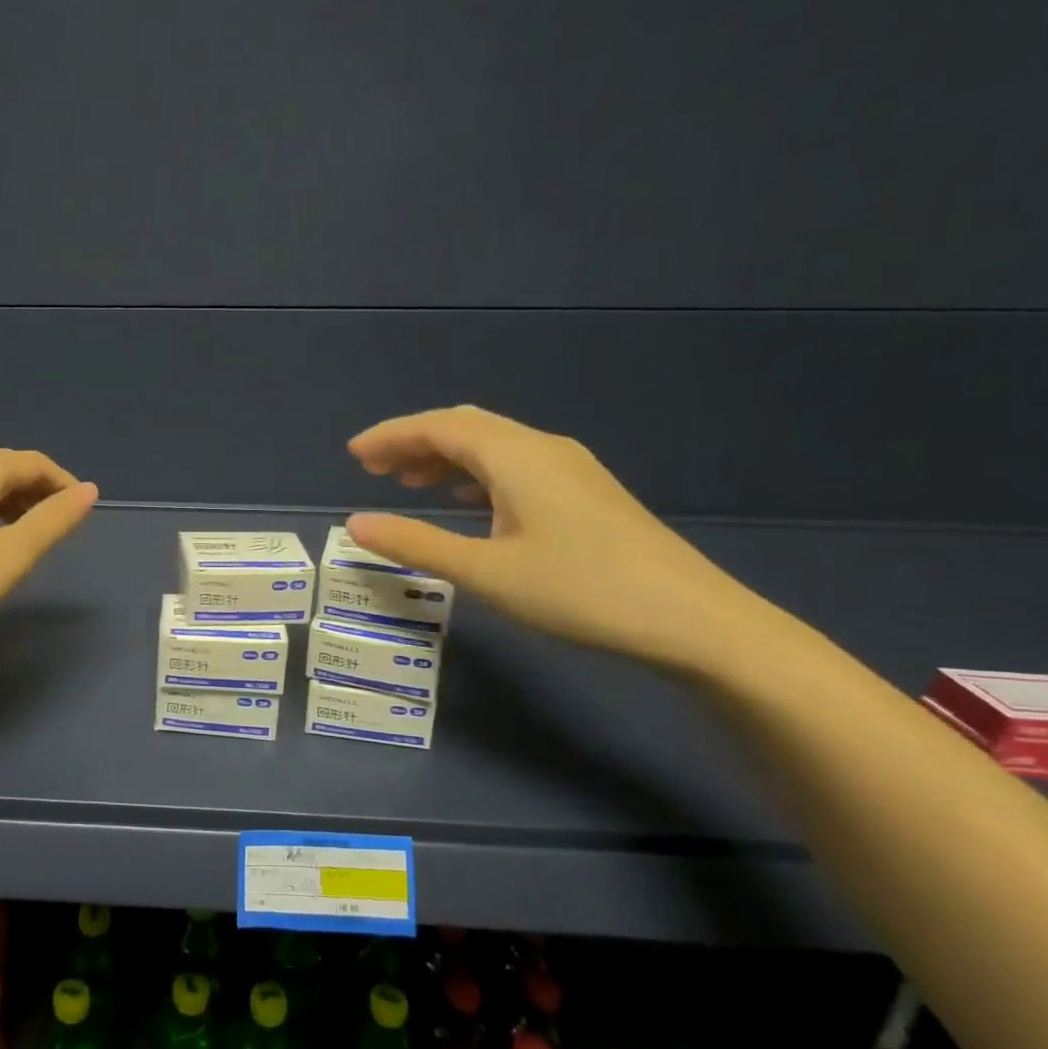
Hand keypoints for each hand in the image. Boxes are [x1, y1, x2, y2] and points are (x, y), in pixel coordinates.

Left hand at [0, 450, 97, 662]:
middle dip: (35, 493)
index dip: (62, 483)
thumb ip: (52, 522)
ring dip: (7, 503)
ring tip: (21, 540)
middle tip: (54, 530)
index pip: (32, 462)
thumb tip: (89, 490)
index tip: (80, 513)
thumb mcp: (8, 558)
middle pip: (2, 468)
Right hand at [344, 406, 759, 672]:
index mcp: (517, 457)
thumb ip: (416, 544)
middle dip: (415, 442)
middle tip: (373, 470)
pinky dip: (476, 476)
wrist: (694, 621)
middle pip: (466, 428)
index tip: (353, 455)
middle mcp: (543, 449)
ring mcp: (570, 470)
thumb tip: (355, 524)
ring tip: (408, 483)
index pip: (440, 427)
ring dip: (445, 458)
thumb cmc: (580, 591)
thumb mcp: (486, 571)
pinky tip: (465, 503)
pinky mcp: (585, 494)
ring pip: (493, 447)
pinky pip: (515, 468)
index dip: (392, 436)